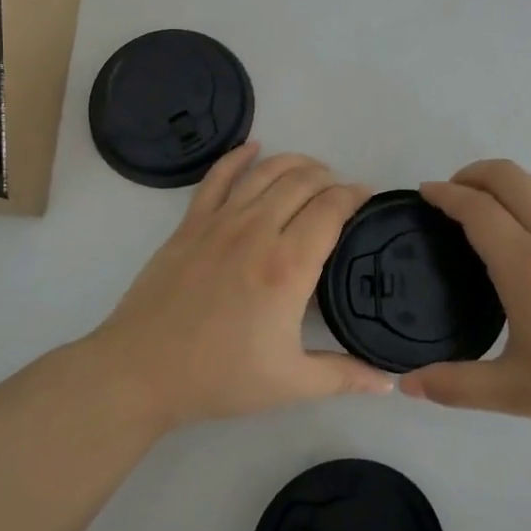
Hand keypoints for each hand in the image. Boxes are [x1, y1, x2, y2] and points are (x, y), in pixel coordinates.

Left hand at [91, 144, 392, 429]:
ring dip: (296, 162)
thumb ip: (344, 377)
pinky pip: (218, 176)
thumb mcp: (290, 383)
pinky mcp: (191, 222)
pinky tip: (254, 147)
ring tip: (312, 170)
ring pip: (266, 171)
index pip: (331, 209)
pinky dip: (238, 156)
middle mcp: (258, 230)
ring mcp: (220, 221)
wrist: (141, 372)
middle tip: (341, 192)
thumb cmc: (219, 377)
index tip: (366, 198)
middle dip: (330, 178)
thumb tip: (389, 381)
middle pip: (303, 181)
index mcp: (288, 265)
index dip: (354, 196)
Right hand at [401, 160, 530, 437]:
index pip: (476, 209)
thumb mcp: (515, 393)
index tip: (426, 191)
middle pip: (508, 176)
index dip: (446, 194)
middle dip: (473, 173)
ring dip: (509, 181)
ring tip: (494, 202)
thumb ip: (455, 386)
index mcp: (525, 265)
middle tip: (454, 192)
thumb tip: (406, 385)